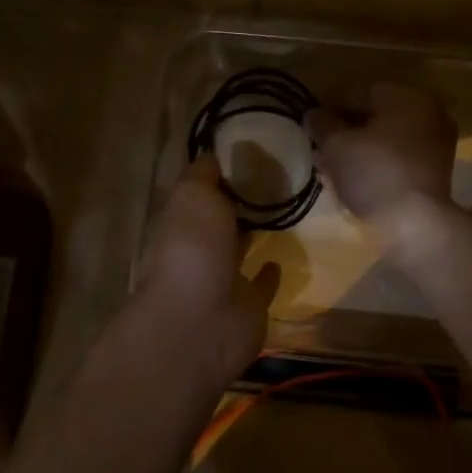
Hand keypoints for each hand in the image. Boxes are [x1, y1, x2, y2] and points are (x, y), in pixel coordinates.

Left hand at [135, 155, 277, 386]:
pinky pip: (261, 284)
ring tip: (287, 208)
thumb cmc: (193, 248)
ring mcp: (224, 278)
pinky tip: (283, 257)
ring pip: (241, 248)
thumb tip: (213, 153)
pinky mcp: (249, 305)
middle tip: (280, 176)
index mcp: (184, 218)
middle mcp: (201, 246)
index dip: (224, 172)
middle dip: (241, 201)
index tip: (255, 150)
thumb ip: (204, 174)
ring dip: (255, 232)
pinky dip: (270, 273)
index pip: (203, 189)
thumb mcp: (193, 195)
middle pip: (222, 218)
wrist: (200, 322)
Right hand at [307, 82, 455, 221]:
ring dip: (355, 148)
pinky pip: (395, 158)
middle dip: (342, 130)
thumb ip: (322, 123)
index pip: (358, 92)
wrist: (416, 224)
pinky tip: (350, 178)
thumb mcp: (337, 144)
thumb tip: (313, 114)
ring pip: (384, 138)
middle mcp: (427, 113)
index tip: (308, 122)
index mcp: (406, 96)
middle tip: (317, 146)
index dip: (328, 105)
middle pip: (373, 115)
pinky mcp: (433, 172)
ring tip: (327, 165)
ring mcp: (434, 143)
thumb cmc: (374, 172)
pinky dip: (373, 163)